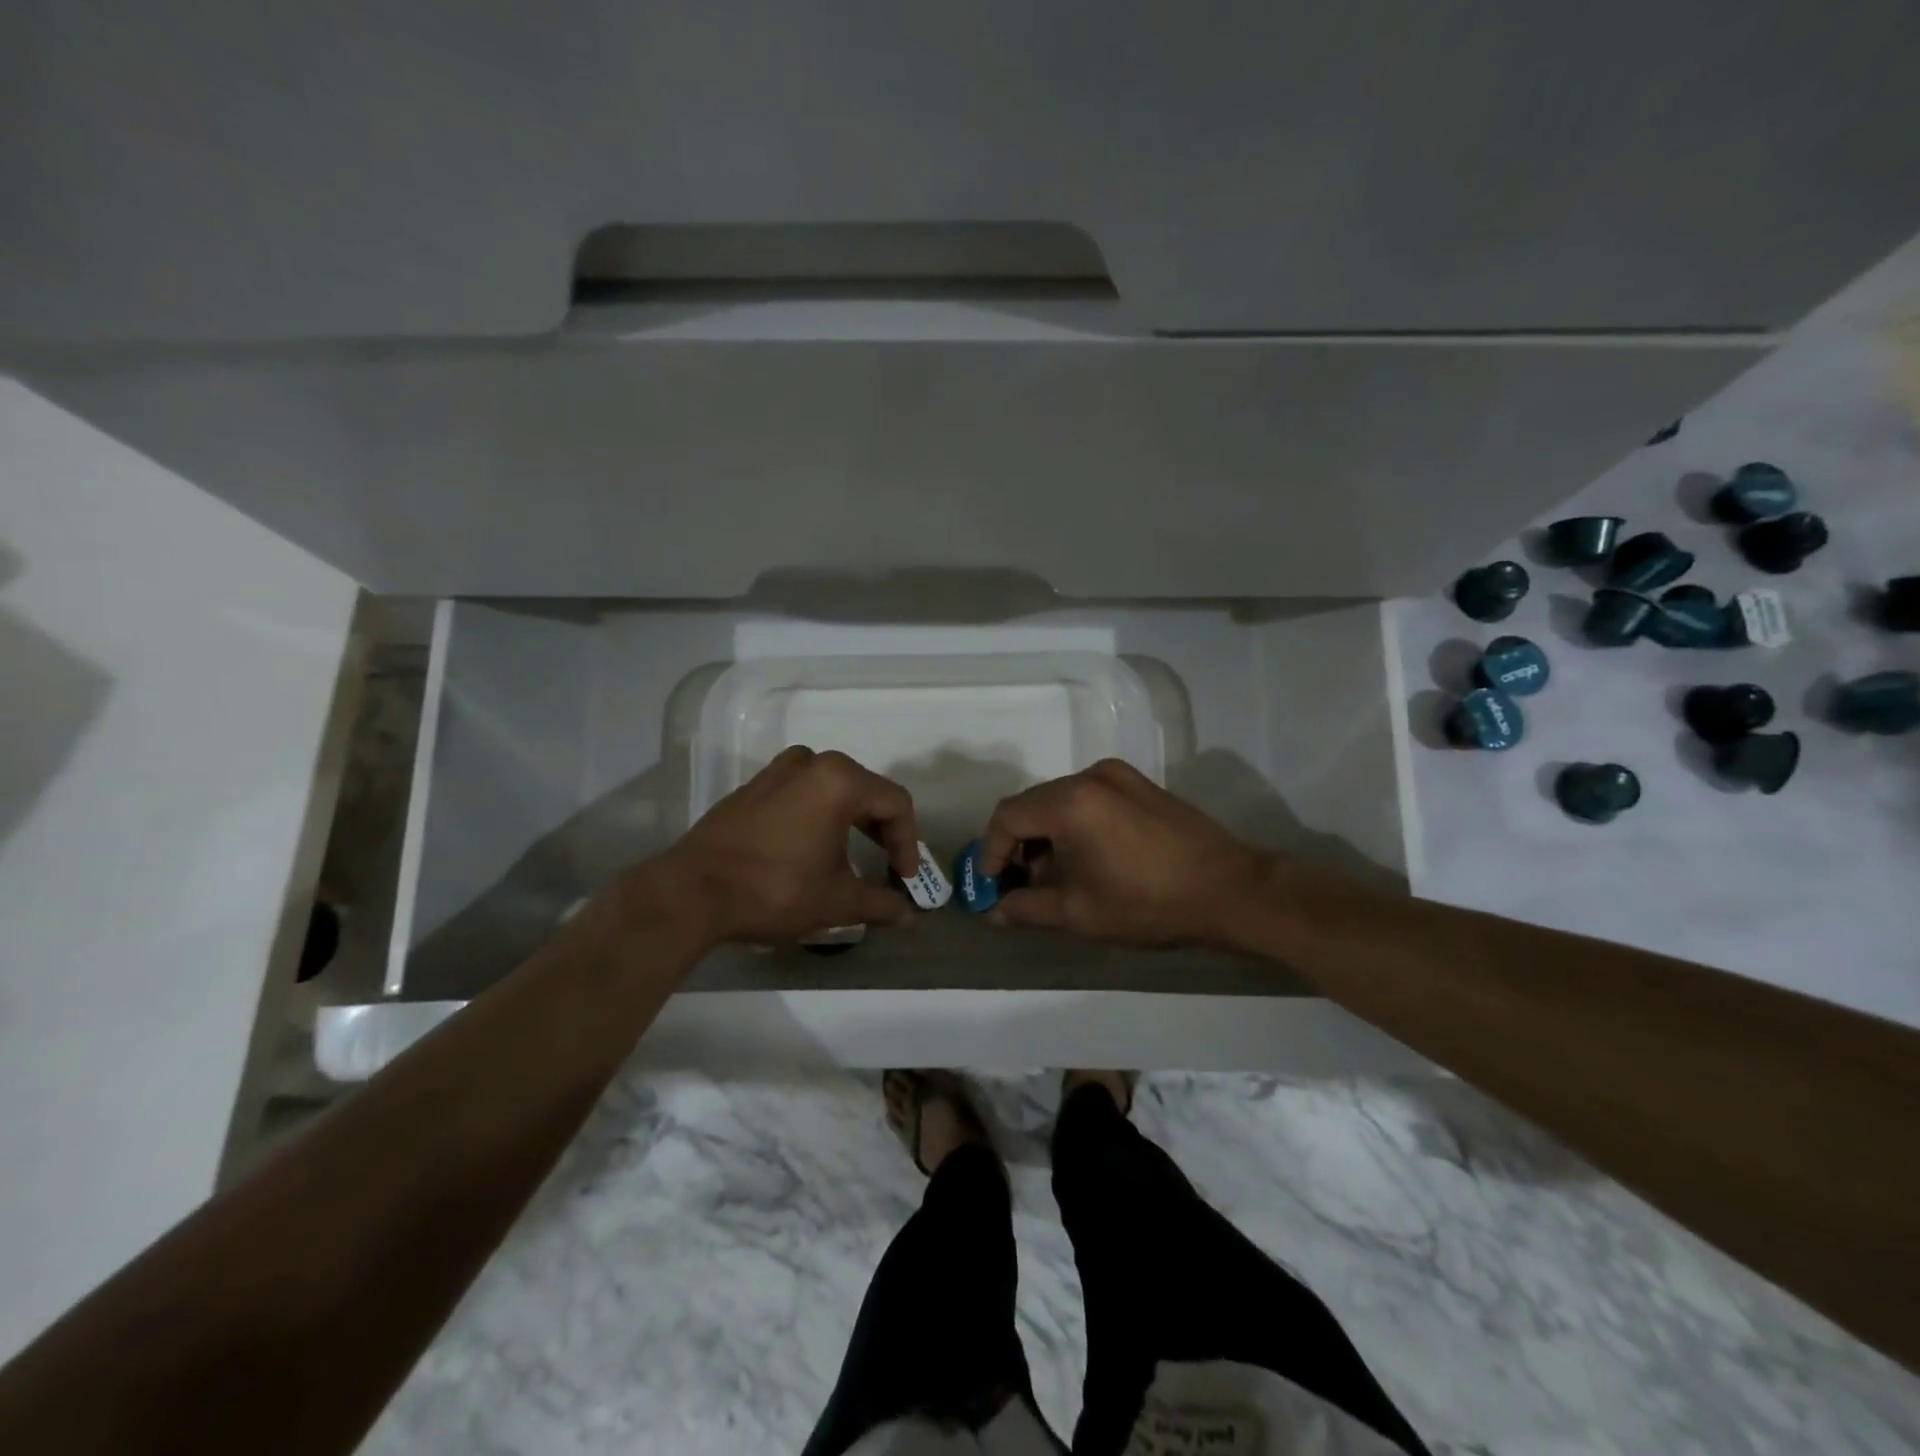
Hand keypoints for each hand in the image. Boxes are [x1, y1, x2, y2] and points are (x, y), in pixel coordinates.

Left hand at [660, 747, 921, 944]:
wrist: (692, 892)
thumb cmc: (774, 890)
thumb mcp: (836, 902)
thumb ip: (880, 904)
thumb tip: (908, 915)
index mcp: (839, 780)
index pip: (895, 804)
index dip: (909, 843)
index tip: (904, 879)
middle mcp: (811, 763)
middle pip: (866, 790)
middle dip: (883, 830)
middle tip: (887, 866)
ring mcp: (777, 770)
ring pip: (833, 787)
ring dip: (851, 819)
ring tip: (852, 854)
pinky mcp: (753, 786)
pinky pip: (802, 791)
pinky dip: (819, 814)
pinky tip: (812, 847)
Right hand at [979, 759, 1273, 947]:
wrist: (1230, 890)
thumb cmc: (1148, 902)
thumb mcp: (1079, 913)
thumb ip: (1027, 908)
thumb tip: (996, 910)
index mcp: (1070, 801)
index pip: (1008, 816)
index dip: (991, 851)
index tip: (993, 884)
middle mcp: (1090, 775)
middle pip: (1034, 804)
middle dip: (1020, 845)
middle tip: (1022, 885)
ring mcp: (1119, 775)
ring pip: (1061, 800)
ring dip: (1048, 835)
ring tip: (1057, 876)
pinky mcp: (1140, 783)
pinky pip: (1090, 799)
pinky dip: (1075, 824)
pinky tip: (1089, 858)